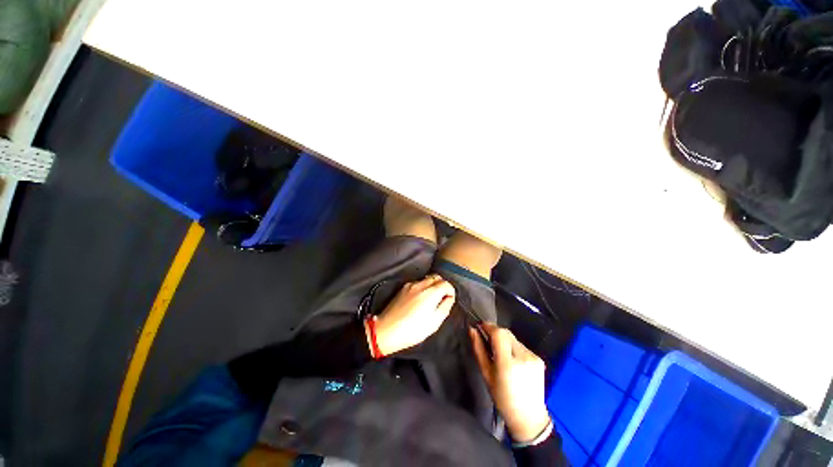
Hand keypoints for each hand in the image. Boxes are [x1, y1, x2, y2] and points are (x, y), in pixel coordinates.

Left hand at [371, 274, 455, 355]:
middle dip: (442, 285)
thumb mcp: (434, 322)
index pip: (446, 283)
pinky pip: (417, 282)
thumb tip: (449, 297)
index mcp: (431, 292)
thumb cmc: (413, 330)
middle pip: (437, 277)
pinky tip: (419, 299)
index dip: (451, 291)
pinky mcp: (403, 288)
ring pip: (427, 278)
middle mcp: (421, 284)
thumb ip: (445, 307)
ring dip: (432, 285)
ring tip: (430, 299)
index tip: (449, 300)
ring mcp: (410, 284)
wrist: (387, 330)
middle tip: (441, 298)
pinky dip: (423, 287)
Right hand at [470, 323, 550, 442]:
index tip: (479, 326)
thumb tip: (472, 330)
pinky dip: (513, 347)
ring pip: (513, 338)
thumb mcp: (486, 374)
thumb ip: (478, 349)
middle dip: (495, 332)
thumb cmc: (502, 398)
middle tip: (486, 339)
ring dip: (504, 340)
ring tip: (499, 353)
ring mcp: (533, 357)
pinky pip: (521, 345)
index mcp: (508, 363)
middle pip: (506, 332)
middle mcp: (523, 356)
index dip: (488, 326)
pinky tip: (511, 360)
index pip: (498, 333)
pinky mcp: (539, 359)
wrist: (529, 417)